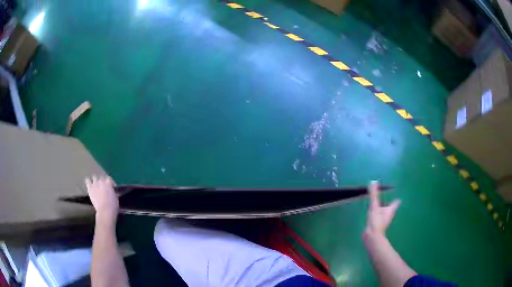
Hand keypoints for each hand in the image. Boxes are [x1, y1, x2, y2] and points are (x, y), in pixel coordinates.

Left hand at [85, 175, 118, 222]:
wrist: (105, 210)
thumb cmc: (113, 205)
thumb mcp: (116, 198)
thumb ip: (113, 192)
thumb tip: (113, 192)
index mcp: (108, 183)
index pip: (109, 179)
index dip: (111, 183)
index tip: (112, 188)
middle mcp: (101, 181)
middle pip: (102, 177)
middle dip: (103, 181)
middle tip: (104, 187)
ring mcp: (95, 184)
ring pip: (94, 177)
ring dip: (96, 180)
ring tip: (96, 185)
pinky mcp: (90, 188)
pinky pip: (87, 180)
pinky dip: (88, 181)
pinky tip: (90, 184)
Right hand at [365, 181, 400, 234]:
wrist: (372, 237)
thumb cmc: (376, 221)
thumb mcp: (374, 206)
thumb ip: (374, 195)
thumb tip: (373, 181)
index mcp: (390, 210)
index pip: (396, 203)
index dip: (396, 199)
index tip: (397, 196)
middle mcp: (388, 215)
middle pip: (390, 208)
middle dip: (388, 204)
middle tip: (386, 198)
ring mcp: (383, 221)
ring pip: (384, 213)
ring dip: (382, 210)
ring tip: (378, 205)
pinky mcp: (377, 226)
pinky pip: (378, 218)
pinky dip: (376, 215)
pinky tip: (372, 215)